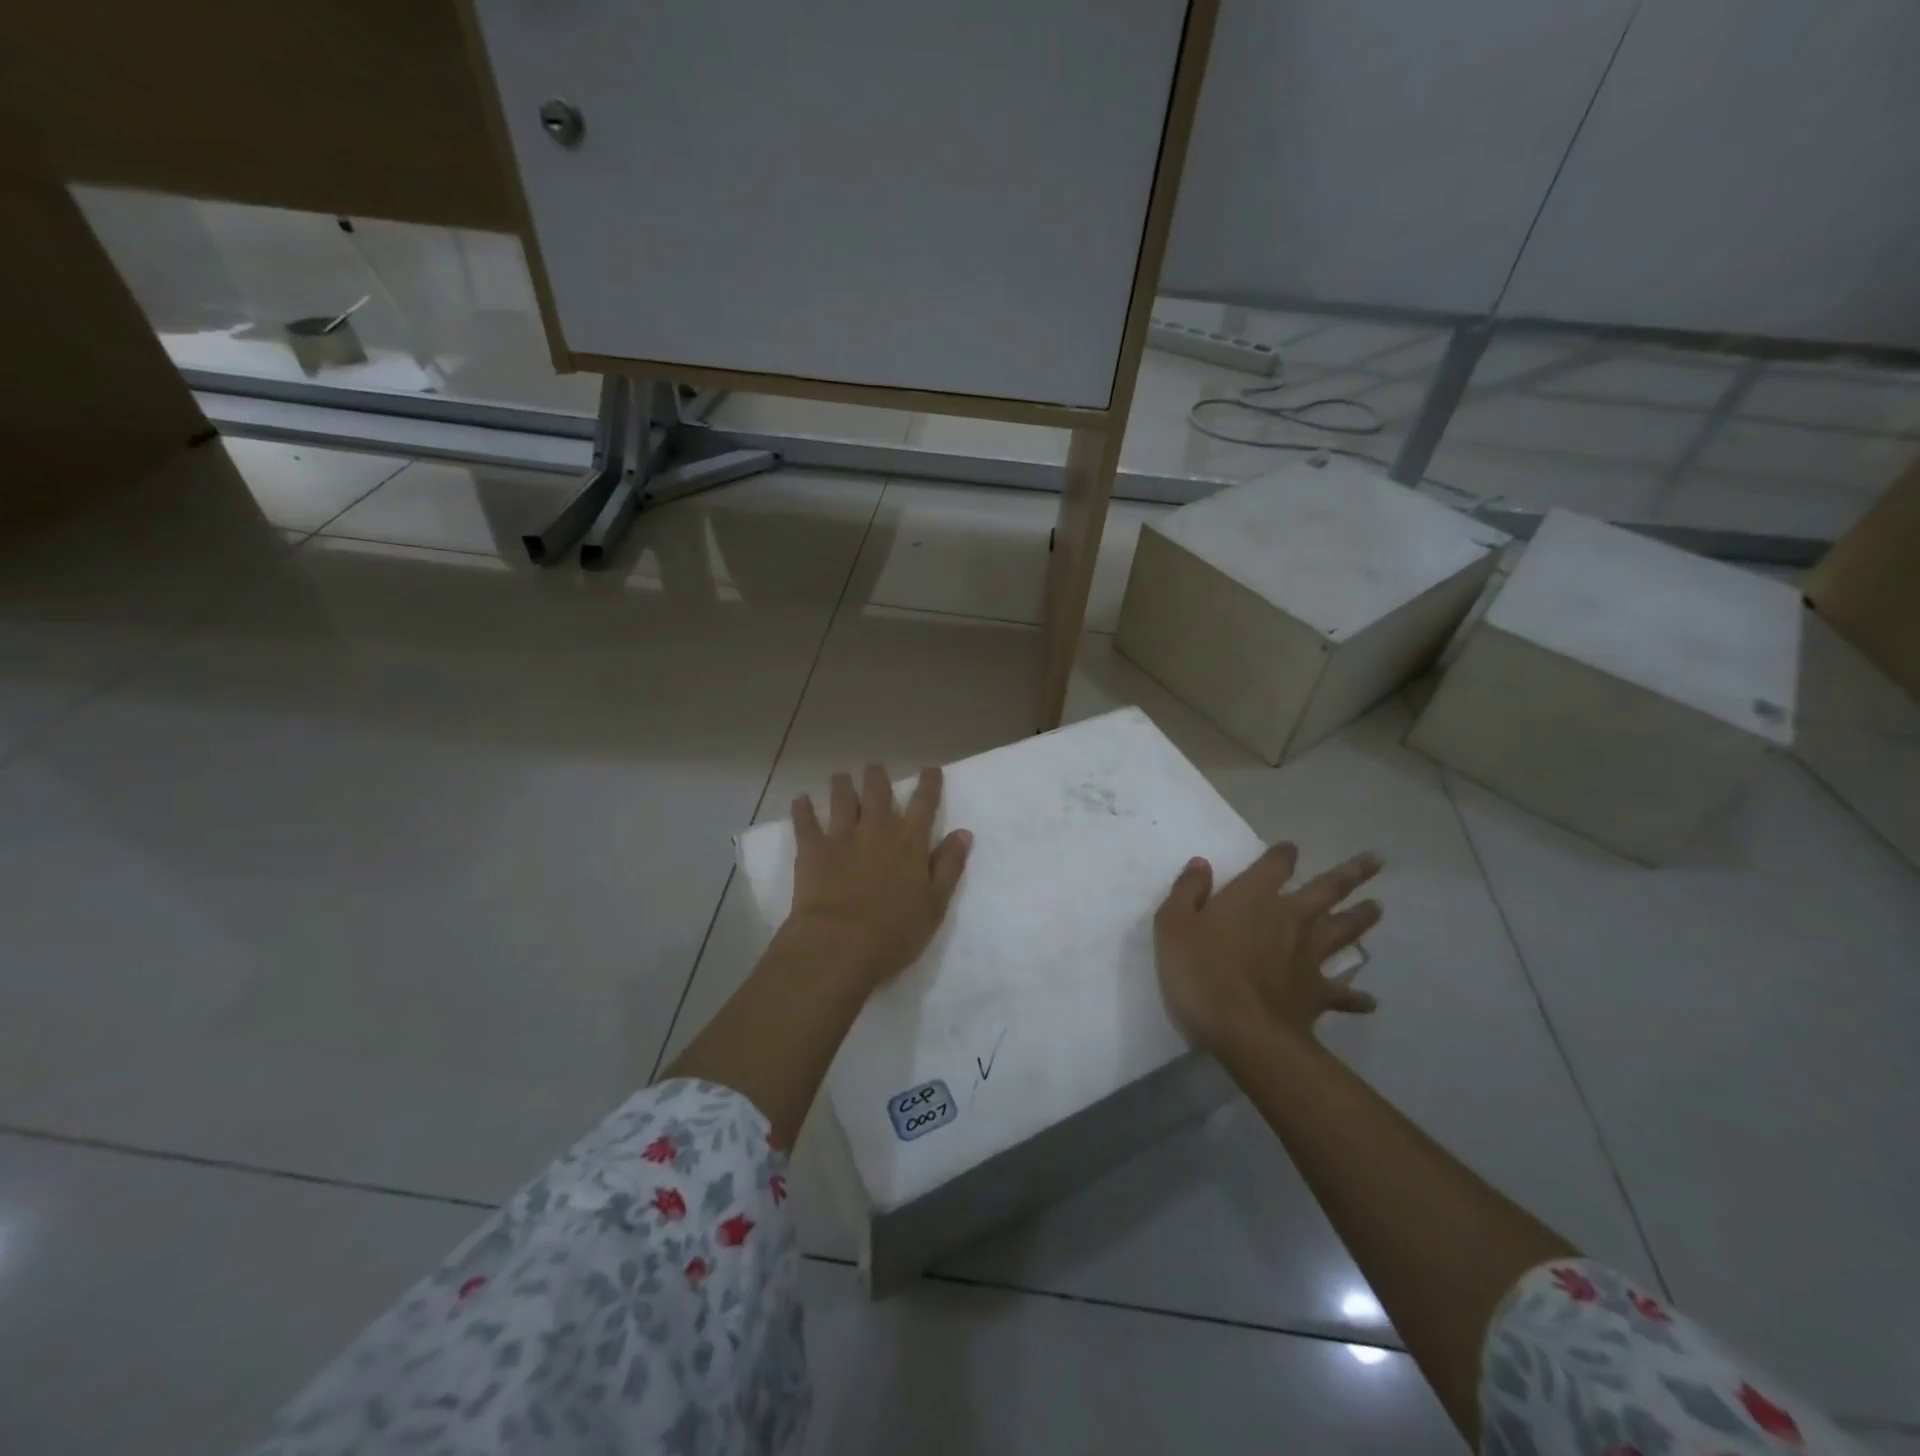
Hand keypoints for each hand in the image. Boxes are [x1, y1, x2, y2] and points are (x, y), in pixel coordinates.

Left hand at [785, 764, 971, 991]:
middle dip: (878, 777)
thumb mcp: (935, 905)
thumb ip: (949, 866)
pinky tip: (800, 799)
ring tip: (841, 776)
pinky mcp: (812, 850)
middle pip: (878, 794)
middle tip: (875, 767)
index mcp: (910, 844)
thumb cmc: (895, 933)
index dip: (928, 785)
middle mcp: (877, 831)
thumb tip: (963, 832)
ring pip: (843, 800)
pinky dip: (802, 809)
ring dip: (842, 785)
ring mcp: (842, 838)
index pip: (924, 805)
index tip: (930, 769)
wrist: (840, 944)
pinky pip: (805, 822)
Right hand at [1153, 842, 1382, 1053]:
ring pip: (1342, 930)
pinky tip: (1370, 1001)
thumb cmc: (1201, 971)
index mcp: (1253, 897)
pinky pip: (1342, 994)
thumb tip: (1201, 864)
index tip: (1290, 849)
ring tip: (1378, 907)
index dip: (1283, 855)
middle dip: (1349, 874)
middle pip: (1326, 890)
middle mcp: (1289, 918)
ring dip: (1361, 918)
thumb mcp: (1173, 924)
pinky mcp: (1317, 993)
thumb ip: (1188, 891)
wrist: (1244, 1030)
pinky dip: (1356, 997)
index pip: (1274, 865)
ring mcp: (1308, 955)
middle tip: (1374, 861)